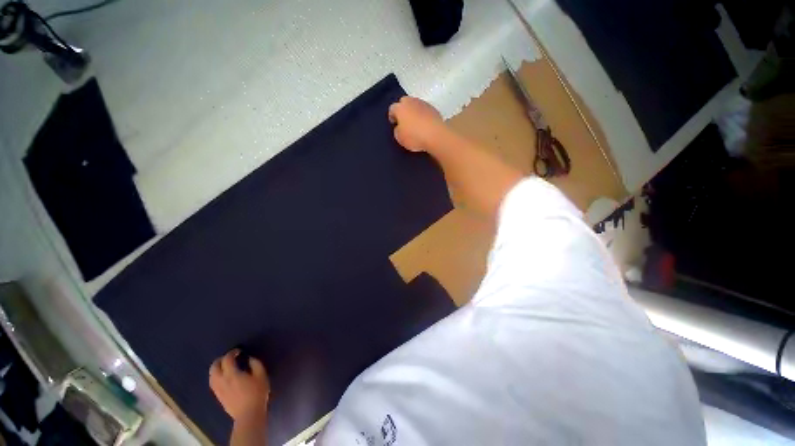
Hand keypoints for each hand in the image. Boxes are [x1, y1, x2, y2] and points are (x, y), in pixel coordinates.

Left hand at [209, 350, 269, 421]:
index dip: (232, 353)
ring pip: (211, 376)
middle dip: (220, 360)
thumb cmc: (257, 393)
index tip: (239, 351)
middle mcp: (222, 381)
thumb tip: (249, 358)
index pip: (227, 359)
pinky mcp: (218, 396)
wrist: (249, 414)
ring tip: (225, 366)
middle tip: (230, 357)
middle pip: (214, 367)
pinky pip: (213, 383)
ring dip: (217, 368)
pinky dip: (216, 376)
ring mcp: (218, 390)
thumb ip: (255, 364)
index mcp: (232, 374)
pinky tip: (224, 378)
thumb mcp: (261, 375)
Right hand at [388, 96, 445, 151]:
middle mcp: (411, 101)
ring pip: (415, 105)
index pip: (392, 108)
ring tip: (415, 123)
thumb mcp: (399, 138)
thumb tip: (400, 127)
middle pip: (404, 102)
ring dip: (414, 112)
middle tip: (404, 121)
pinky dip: (423, 115)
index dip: (392, 116)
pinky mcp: (434, 109)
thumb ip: (397, 130)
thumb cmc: (414, 136)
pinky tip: (424, 125)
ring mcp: (423, 104)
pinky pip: (425, 111)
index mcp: (400, 108)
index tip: (394, 123)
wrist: (435, 135)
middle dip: (403, 110)